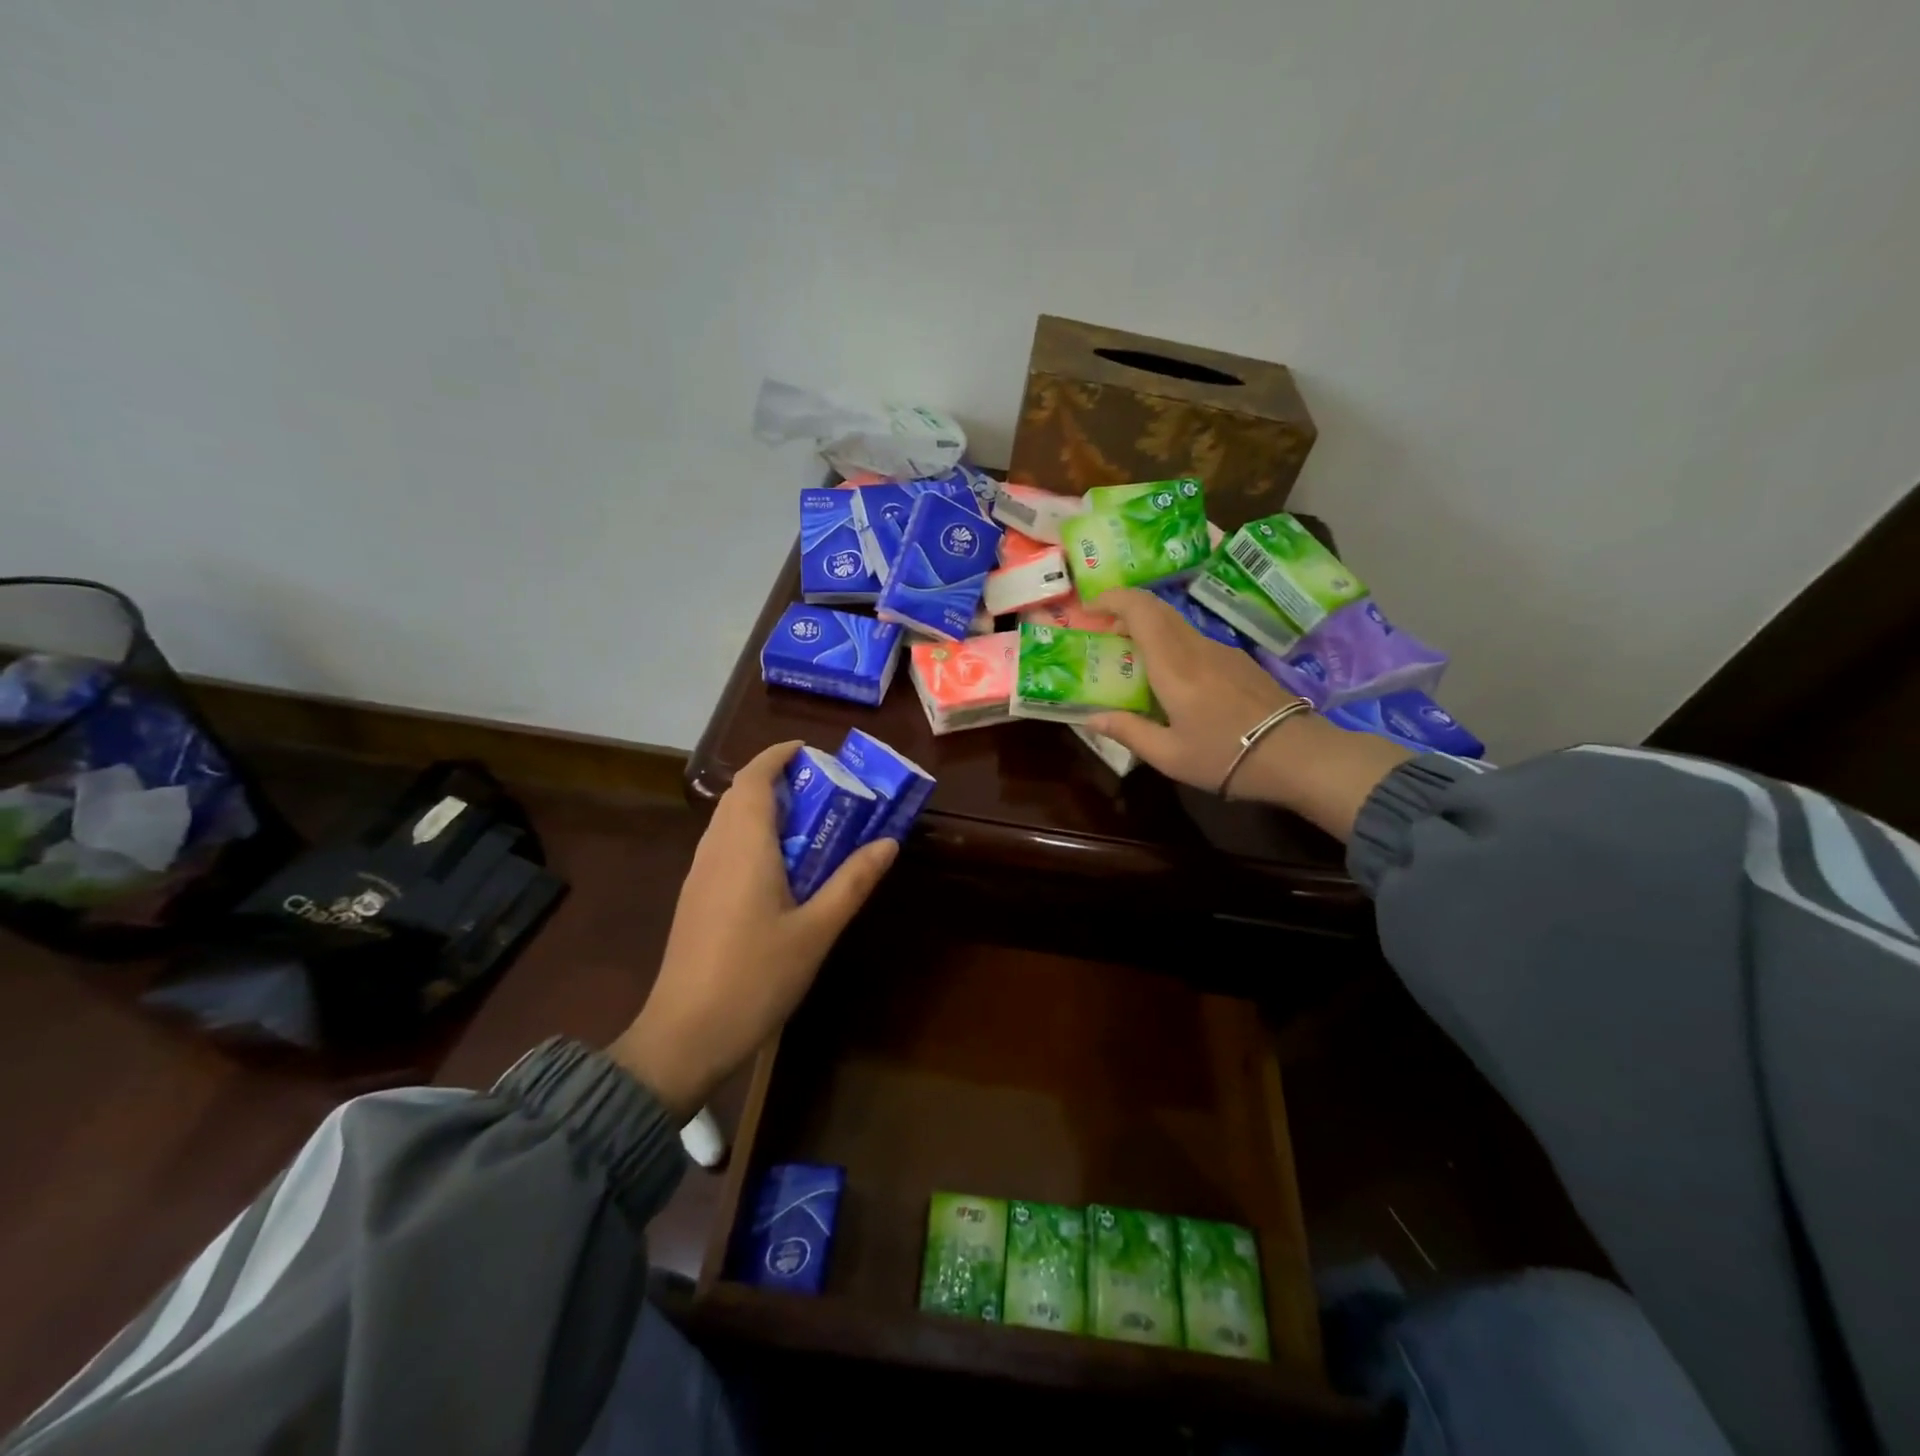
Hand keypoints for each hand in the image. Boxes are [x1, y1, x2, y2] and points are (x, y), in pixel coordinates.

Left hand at [609, 740, 897, 1118]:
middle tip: (825, 789)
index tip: (812, 751)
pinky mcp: (696, 898)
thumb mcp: (816, 930)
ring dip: (765, 808)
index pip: (754, 778)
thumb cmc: (755, 977)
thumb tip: (888, 843)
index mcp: (744, 846)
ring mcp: (700, 874)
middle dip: (778, 780)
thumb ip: (852, 882)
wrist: (684, 1035)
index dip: (779, 755)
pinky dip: (754, 836)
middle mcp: (716, 849)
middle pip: (740, 795)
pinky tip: (781, 867)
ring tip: (810, 823)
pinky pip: (725, 846)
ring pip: (730, 821)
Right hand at [1083, 588, 1299, 790]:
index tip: (1090, 607)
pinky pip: (1194, 639)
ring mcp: (1222, 651)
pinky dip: (1170, 643)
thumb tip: (1091, 718)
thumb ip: (1127, 731)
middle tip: (1104, 632)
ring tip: (1132, 657)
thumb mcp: (1169, 755)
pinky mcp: (1238, 662)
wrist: (1297, 756)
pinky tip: (1170, 676)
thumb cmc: (1225, 756)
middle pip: (1158, 610)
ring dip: (1149, 628)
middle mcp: (1196, 648)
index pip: (1141, 610)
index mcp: (1174, 666)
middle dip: (1126, 611)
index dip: (1113, 599)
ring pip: (1177, 624)